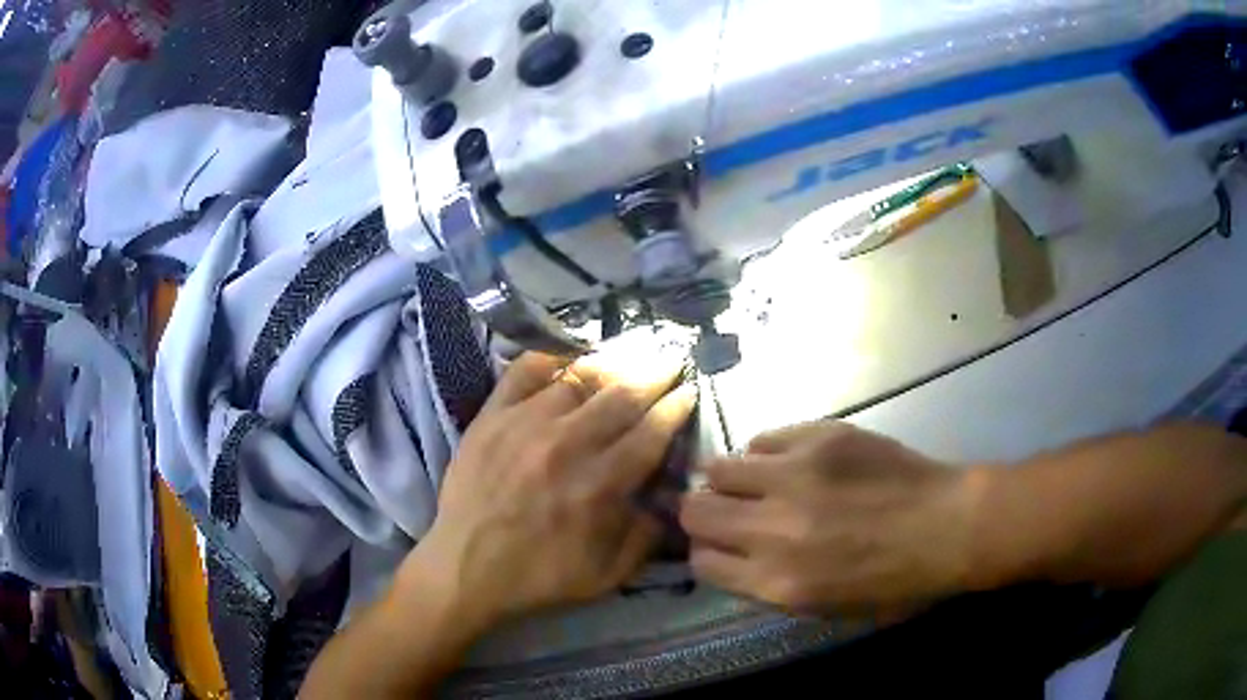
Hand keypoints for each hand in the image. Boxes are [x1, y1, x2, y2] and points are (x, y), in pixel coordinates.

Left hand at [406, 350, 696, 631]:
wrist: (465, 569)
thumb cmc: (538, 577)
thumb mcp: (607, 577)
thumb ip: (645, 537)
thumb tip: (669, 497)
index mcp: (599, 485)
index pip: (649, 432)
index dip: (675, 407)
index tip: (689, 390)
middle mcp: (567, 445)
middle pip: (621, 395)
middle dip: (655, 373)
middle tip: (671, 358)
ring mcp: (525, 424)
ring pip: (578, 377)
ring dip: (611, 363)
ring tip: (628, 354)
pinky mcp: (491, 417)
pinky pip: (523, 372)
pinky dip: (549, 358)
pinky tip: (565, 357)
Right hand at [680, 421, 982, 613]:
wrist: (946, 527)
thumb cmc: (893, 582)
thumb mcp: (824, 608)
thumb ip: (768, 585)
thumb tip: (733, 556)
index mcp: (776, 583)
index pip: (702, 562)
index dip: (708, 553)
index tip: (720, 546)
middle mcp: (773, 530)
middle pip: (695, 512)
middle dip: (702, 514)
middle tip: (725, 510)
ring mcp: (794, 478)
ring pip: (718, 468)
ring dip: (728, 479)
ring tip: (754, 481)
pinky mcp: (818, 438)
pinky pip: (763, 439)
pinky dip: (767, 454)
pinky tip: (790, 463)